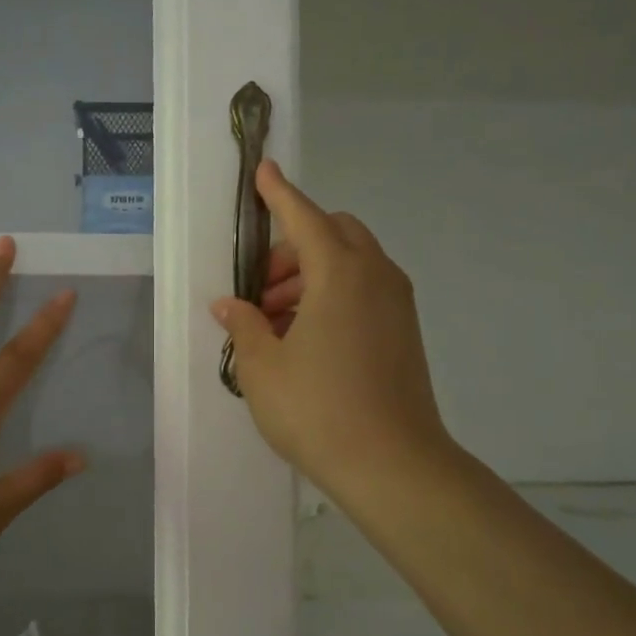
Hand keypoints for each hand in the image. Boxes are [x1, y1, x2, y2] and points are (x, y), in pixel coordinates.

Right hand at [211, 160, 452, 509]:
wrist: (393, 465)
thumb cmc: (317, 410)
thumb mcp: (262, 368)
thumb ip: (244, 325)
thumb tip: (231, 305)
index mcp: (340, 274)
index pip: (305, 217)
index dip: (280, 194)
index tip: (264, 170)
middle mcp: (376, 277)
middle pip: (334, 234)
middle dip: (293, 246)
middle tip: (260, 288)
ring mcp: (397, 305)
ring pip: (351, 264)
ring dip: (310, 275)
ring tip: (273, 321)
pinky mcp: (405, 332)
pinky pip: (364, 291)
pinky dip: (332, 295)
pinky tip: (303, 338)